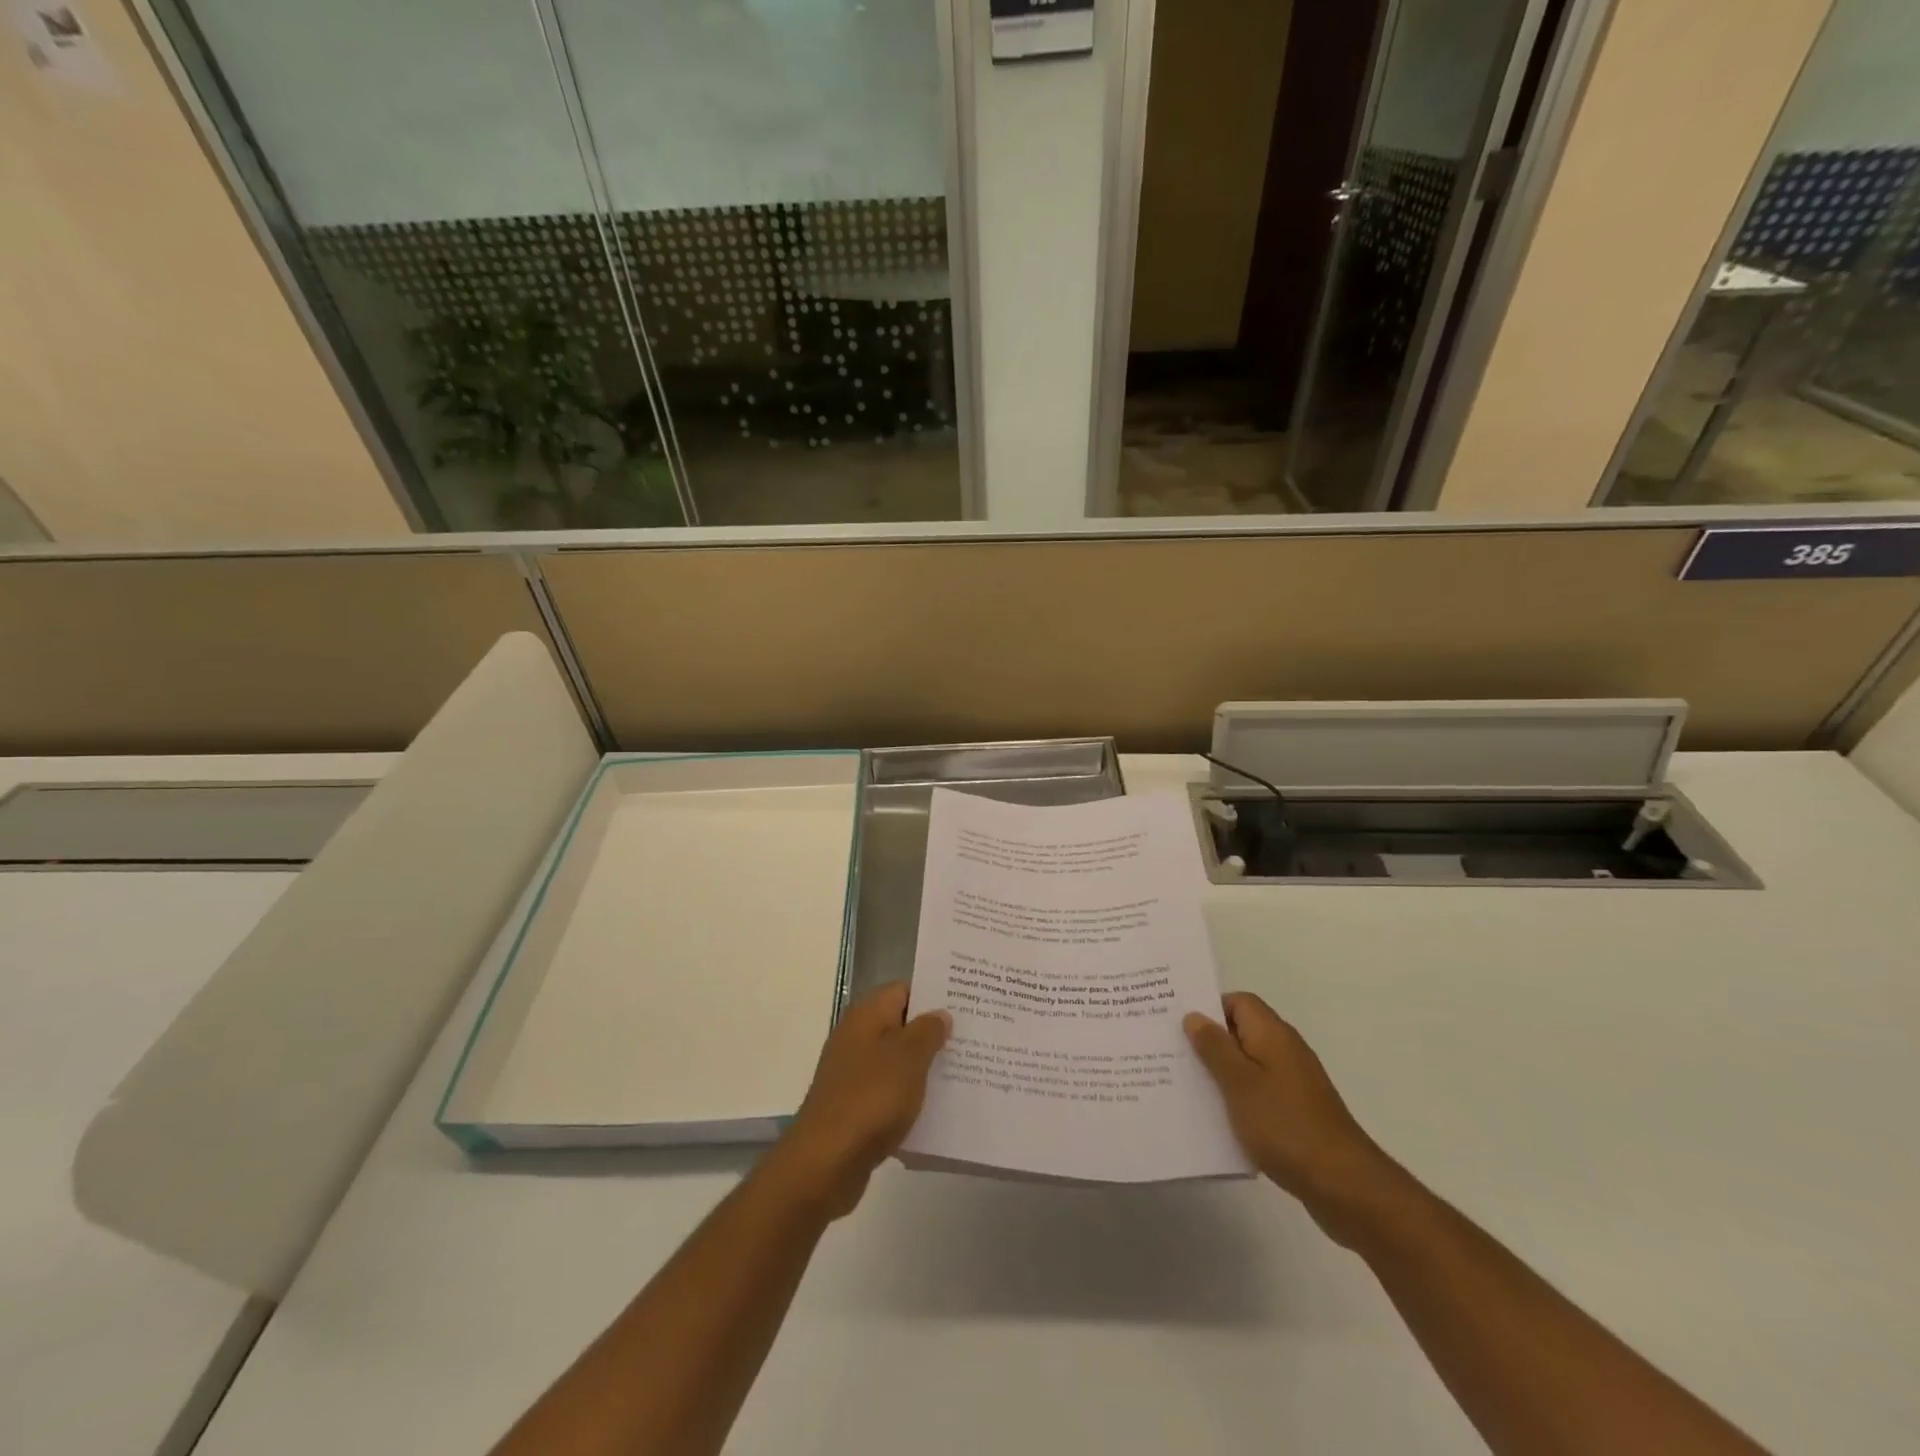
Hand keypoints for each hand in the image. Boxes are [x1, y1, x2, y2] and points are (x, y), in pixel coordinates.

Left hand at [767, 981, 949, 1219]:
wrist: (826, 1162)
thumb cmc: (872, 1098)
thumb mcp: (909, 1058)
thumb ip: (928, 1031)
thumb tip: (939, 1013)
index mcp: (867, 1015)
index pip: (904, 989)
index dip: (933, 994)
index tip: (965, 1003)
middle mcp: (856, 1037)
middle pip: (901, 1024)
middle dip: (933, 1032)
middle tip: (972, 1038)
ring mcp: (853, 1073)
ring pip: (897, 1060)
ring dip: (924, 1066)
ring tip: (964, 1072)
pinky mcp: (854, 1106)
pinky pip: (890, 1091)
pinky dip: (910, 1095)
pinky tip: (937, 1107)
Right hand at [1185, 992, 1399, 1242]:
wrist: (1344, 1186)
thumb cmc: (1285, 1126)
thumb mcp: (1239, 1083)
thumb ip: (1214, 1047)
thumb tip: (1195, 1016)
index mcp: (1273, 1034)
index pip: (1238, 1001)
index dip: (1208, 1006)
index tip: (1177, 1022)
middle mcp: (1285, 1051)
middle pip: (1241, 1031)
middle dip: (1208, 1040)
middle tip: (1171, 1052)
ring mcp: (1294, 1083)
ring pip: (1248, 1064)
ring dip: (1220, 1072)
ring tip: (1184, 1084)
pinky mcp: (1296, 1112)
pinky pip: (1258, 1092)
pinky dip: (1237, 1098)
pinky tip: (1216, 1117)